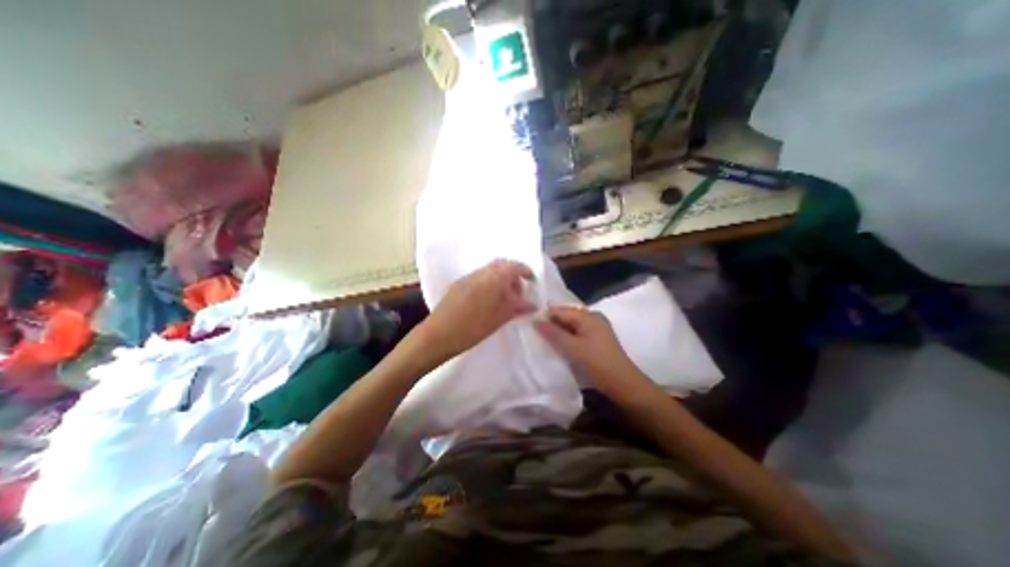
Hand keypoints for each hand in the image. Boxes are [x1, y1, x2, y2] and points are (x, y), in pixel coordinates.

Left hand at [416, 258, 534, 361]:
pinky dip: (488, 283)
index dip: (525, 271)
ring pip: (489, 271)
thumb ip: (517, 307)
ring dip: (499, 279)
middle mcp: (480, 273)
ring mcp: (467, 278)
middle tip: (518, 291)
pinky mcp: (458, 285)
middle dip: (512, 274)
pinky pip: (478, 278)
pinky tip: (487, 300)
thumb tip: (532, 304)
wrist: (439, 335)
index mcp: (493, 279)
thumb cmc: (473, 328)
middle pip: (501, 265)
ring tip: (504, 298)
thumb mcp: (500, 318)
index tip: (532, 280)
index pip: (514, 266)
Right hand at [531, 307, 641, 396]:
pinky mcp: (597, 340)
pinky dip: (567, 338)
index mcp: (588, 315)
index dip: (545, 316)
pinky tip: (558, 346)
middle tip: (534, 334)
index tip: (529, 325)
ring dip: (558, 333)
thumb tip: (535, 320)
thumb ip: (553, 333)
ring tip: (543, 341)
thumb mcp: (572, 348)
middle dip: (551, 325)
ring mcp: (596, 328)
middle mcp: (593, 317)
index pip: (560, 310)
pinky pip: (577, 333)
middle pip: (566, 317)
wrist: (623, 384)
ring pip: (570, 326)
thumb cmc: (597, 363)